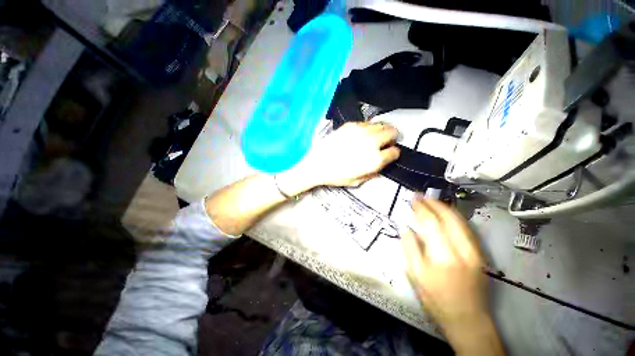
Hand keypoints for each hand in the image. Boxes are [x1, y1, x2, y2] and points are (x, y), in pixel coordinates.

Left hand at [297, 122, 399, 187]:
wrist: (317, 164)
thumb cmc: (336, 176)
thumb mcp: (358, 181)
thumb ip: (373, 172)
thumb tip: (381, 164)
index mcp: (375, 159)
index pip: (394, 152)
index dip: (393, 153)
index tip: (389, 153)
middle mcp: (371, 142)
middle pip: (392, 132)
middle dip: (392, 137)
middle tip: (387, 141)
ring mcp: (361, 131)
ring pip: (381, 125)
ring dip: (382, 130)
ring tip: (377, 135)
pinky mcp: (351, 125)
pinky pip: (366, 123)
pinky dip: (369, 127)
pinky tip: (363, 133)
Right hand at [401, 198, 504, 354]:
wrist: (467, 319)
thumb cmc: (437, 299)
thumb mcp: (416, 275)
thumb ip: (410, 249)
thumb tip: (406, 229)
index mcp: (444, 257)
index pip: (432, 223)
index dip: (422, 208)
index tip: (413, 199)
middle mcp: (463, 250)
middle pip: (450, 218)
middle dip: (434, 203)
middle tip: (421, 196)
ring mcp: (475, 252)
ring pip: (461, 221)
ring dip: (445, 208)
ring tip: (432, 201)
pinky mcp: (480, 254)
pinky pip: (467, 229)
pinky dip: (455, 217)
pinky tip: (446, 214)